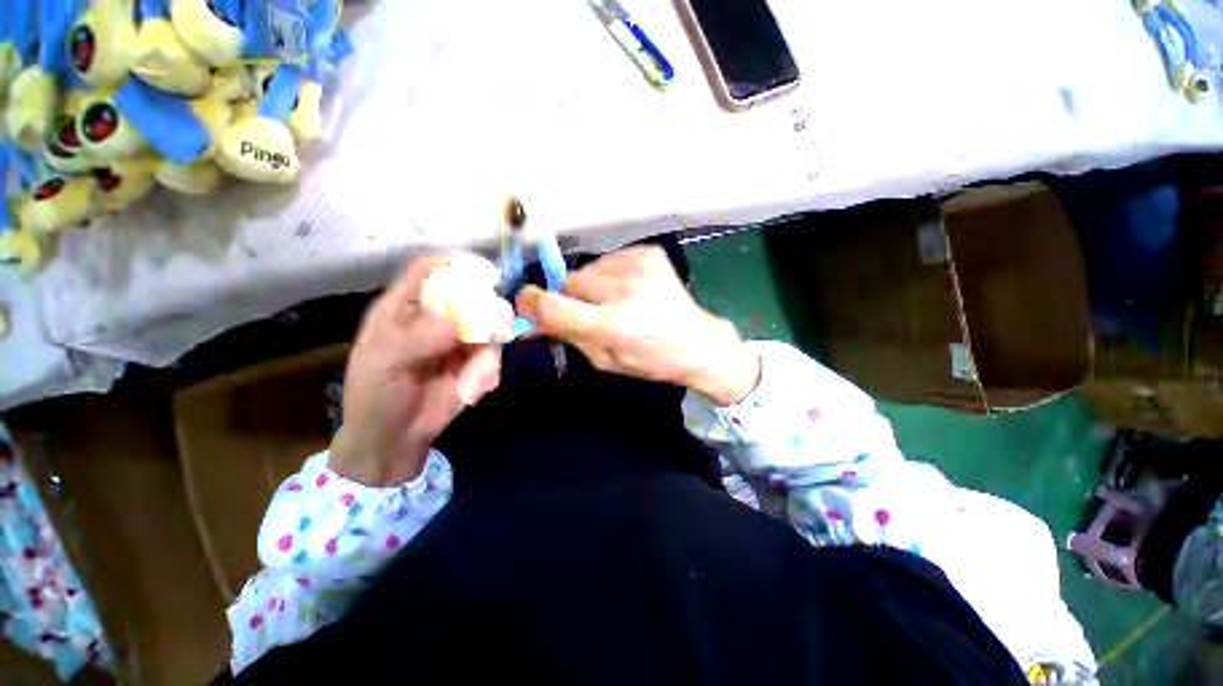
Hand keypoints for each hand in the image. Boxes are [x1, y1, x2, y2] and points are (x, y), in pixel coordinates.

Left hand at [331, 256, 501, 485]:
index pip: (429, 271)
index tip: (484, 273)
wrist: (395, 438)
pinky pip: (493, 355)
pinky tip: (476, 389)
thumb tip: (457, 320)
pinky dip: (489, 371)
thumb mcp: (384, 364)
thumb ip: (418, 338)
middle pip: (469, 295)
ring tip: (476, 375)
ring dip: (489, 348)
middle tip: (496, 328)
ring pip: (489, 326)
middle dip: (486, 309)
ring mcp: (459, 338)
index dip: (454, 265)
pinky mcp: (475, 360)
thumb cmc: (376, 395)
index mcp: (403, 307)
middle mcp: (436, 317)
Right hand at [516, 246, 759, 404]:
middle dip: (570, 298)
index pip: (552, 306)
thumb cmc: (650, 361)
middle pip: (568, 281)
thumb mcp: (605, 361)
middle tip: (589, 312)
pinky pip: (608, 260)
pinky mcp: (648, 253)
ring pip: (587, 269)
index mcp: (612, 325)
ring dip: (591, 286)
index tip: (525, 303)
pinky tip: (630, 290)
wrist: (697, 342)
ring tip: (615, 301)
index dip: (531, 303)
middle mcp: (623, 290)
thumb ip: (568, 337)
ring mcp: (638, 266)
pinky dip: (610, 275)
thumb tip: (531, 320)